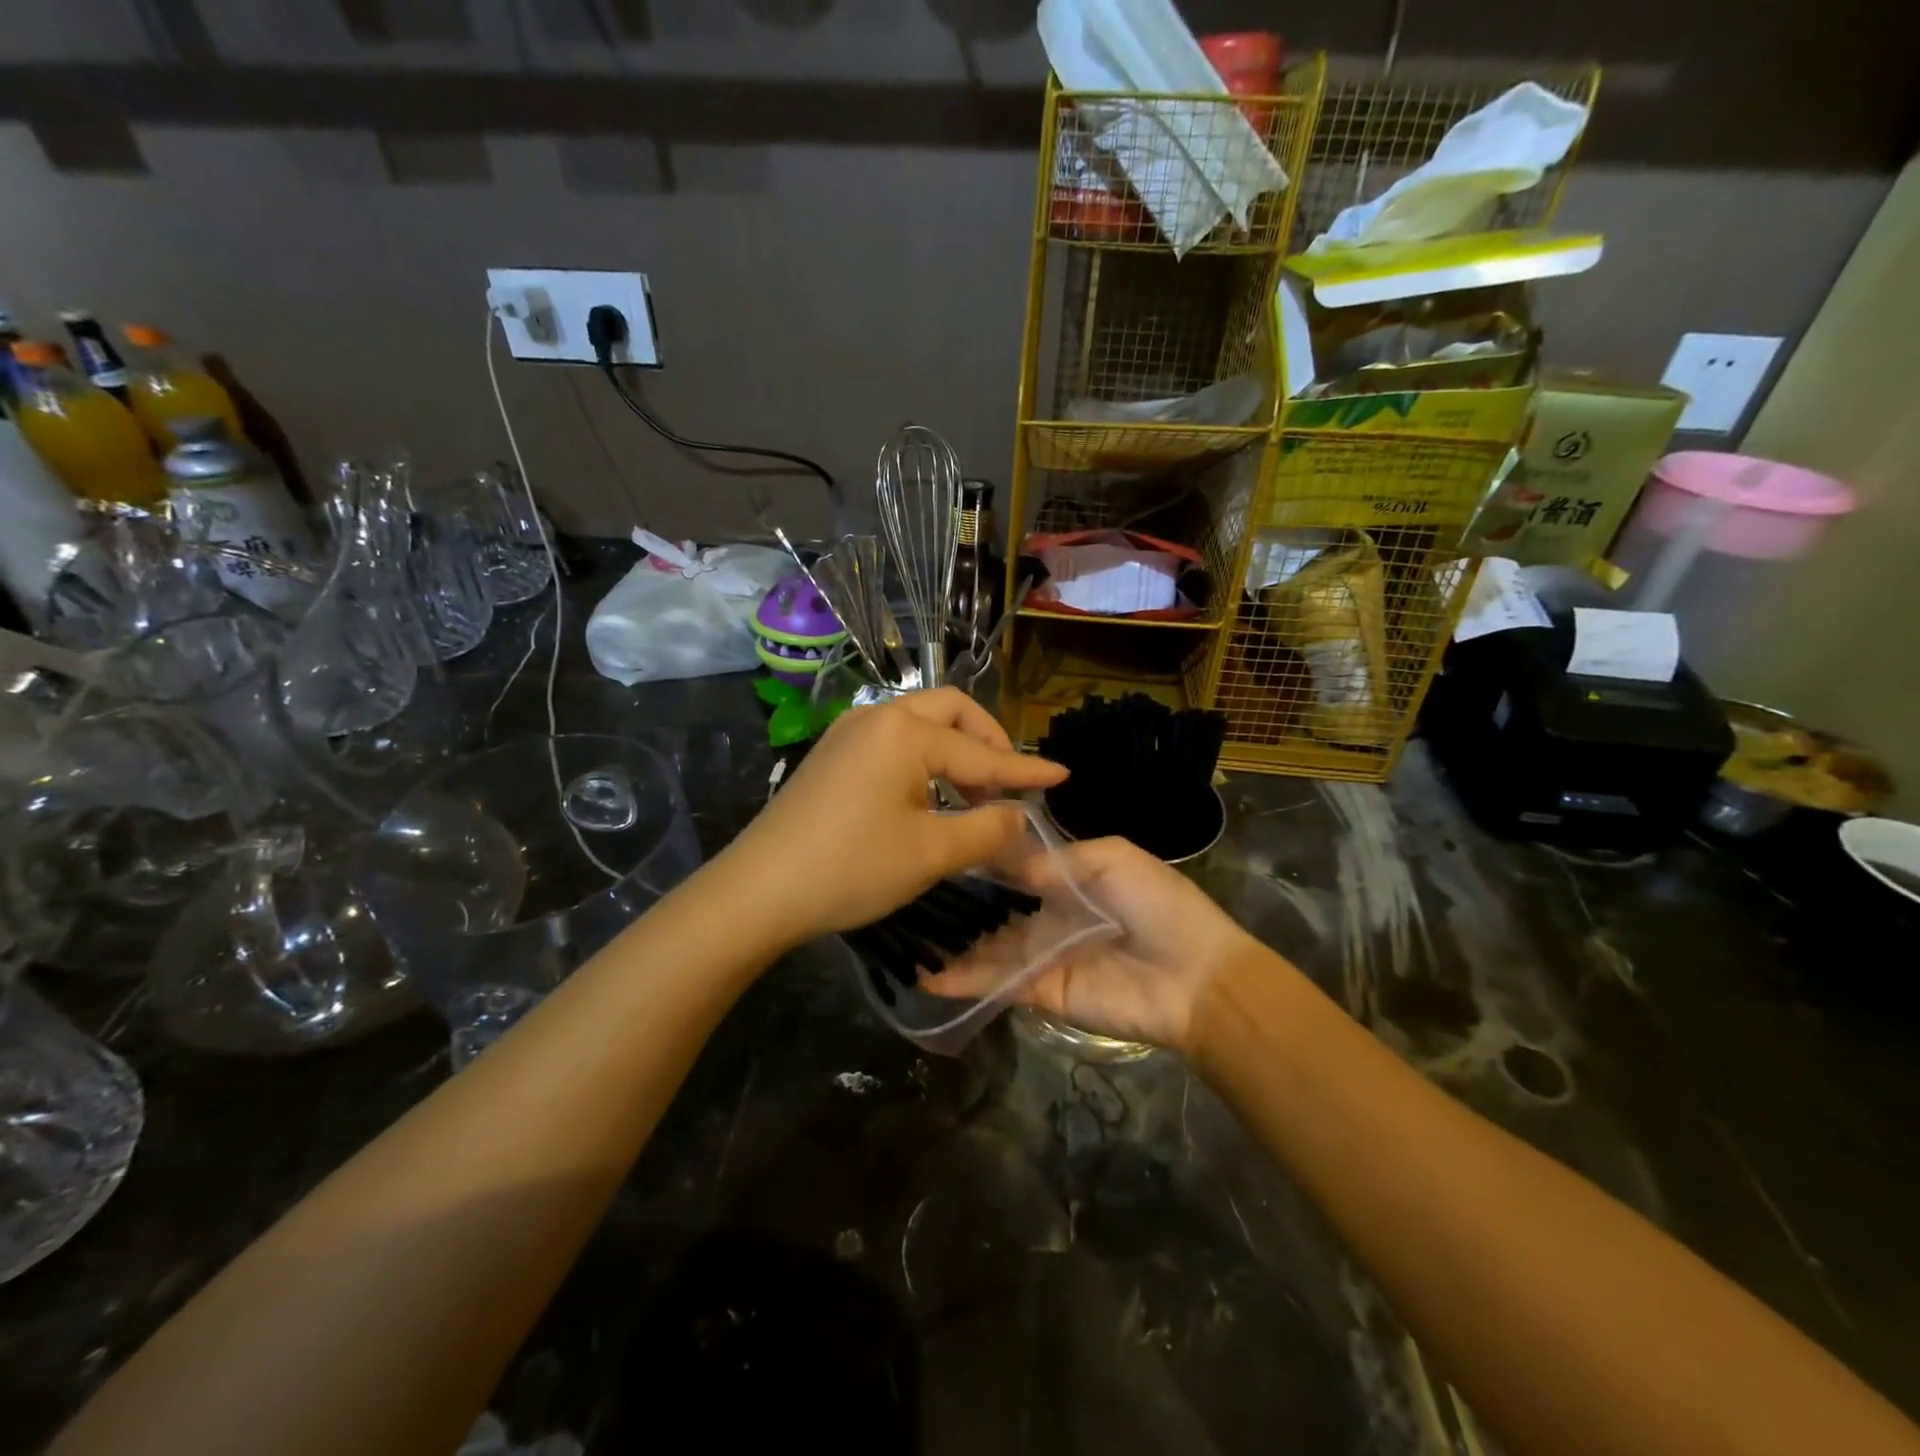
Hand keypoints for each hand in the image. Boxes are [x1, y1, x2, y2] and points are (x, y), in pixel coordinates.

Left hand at [719, 688, 1066, 946]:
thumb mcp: (930, 854)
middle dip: (987, 739)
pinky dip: (924, 756)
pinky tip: (929, 793)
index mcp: (905, 732)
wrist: (759, 889)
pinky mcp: (831, 754)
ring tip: (973, 792)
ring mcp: (848, 732)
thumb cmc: (851, 867)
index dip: (1025, 769)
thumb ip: (985, 830)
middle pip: (950, 710)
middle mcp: (877, 716)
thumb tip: (1018, 816)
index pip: (982, 750)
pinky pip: (893, 739)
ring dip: (954, 748)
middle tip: (1008, 779)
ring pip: (919, 722)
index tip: (1062, 775)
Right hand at [924, 836, 1264, 1053]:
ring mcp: (1041, 955)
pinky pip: (996, 982)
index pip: (1012, 867)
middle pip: (993, 907)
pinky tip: (925, 973)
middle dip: (956, 901)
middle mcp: (1047, 915)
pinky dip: (962, 980)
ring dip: (950, 942)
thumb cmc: (1159, 904)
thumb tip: (1004, 860)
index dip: (979, 860)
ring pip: (985, 945)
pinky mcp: (1040, 992)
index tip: (938, 847)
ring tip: (903, 931)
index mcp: (1067, 878)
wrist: (1196, 977)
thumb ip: (1054, 858)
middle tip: (907, 891)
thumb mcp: (1112, 858)